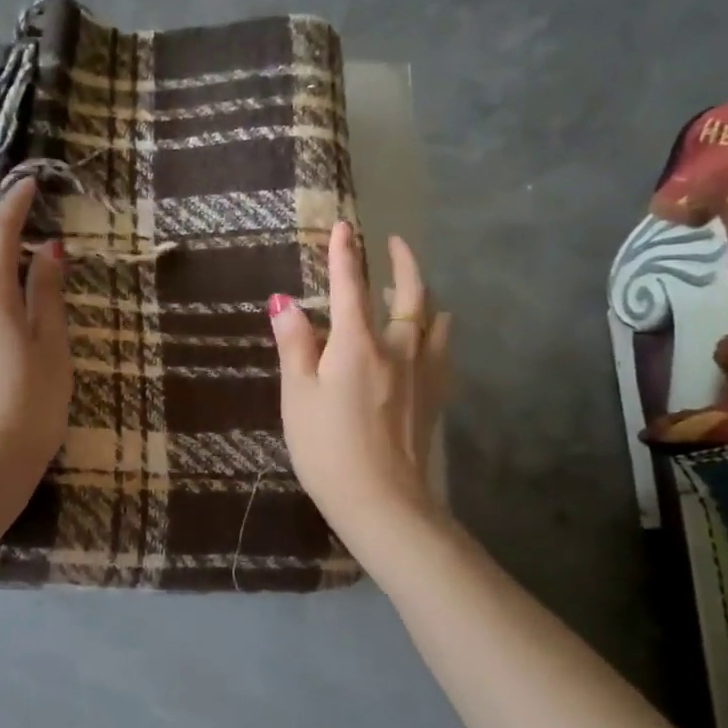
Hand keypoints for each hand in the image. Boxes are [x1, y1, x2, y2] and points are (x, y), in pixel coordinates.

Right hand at [269, 222, 451, 531]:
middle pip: (410, 294)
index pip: (351, 287)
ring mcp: (423, 373)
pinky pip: (443, 351)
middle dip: (402, 263)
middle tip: (394, 243)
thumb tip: (284, 301)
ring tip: (412, 290)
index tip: (345, 226)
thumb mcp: (298, 396)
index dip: (346, 254)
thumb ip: (294, 345)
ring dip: (424, 295)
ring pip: (435, 320)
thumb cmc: (327, 448)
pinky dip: (437, 332)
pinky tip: (430, 340)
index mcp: (357, 345)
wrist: (382, 501)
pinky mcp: (435, 398)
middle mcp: (398, 348)